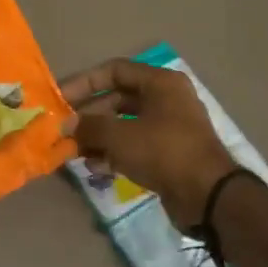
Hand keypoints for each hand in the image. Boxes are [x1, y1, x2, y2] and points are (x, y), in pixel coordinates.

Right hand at [60, 59, 238, 227]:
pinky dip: (113, 154)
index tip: (60, 99)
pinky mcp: (167, 154)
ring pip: (124, 126)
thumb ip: (89, 125)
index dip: (84, 82)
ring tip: (74, 152)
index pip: (114, 70)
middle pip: (117, 99)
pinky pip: (134, 147)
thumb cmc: (163, 151)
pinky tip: (95, 168)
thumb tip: (66, 124)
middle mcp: (166, 100)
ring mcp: (168, 128)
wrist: (207, 195)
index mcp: (160, 83)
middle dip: (89, 116)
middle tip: (63, 130)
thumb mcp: (119, 135)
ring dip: (98, 138)